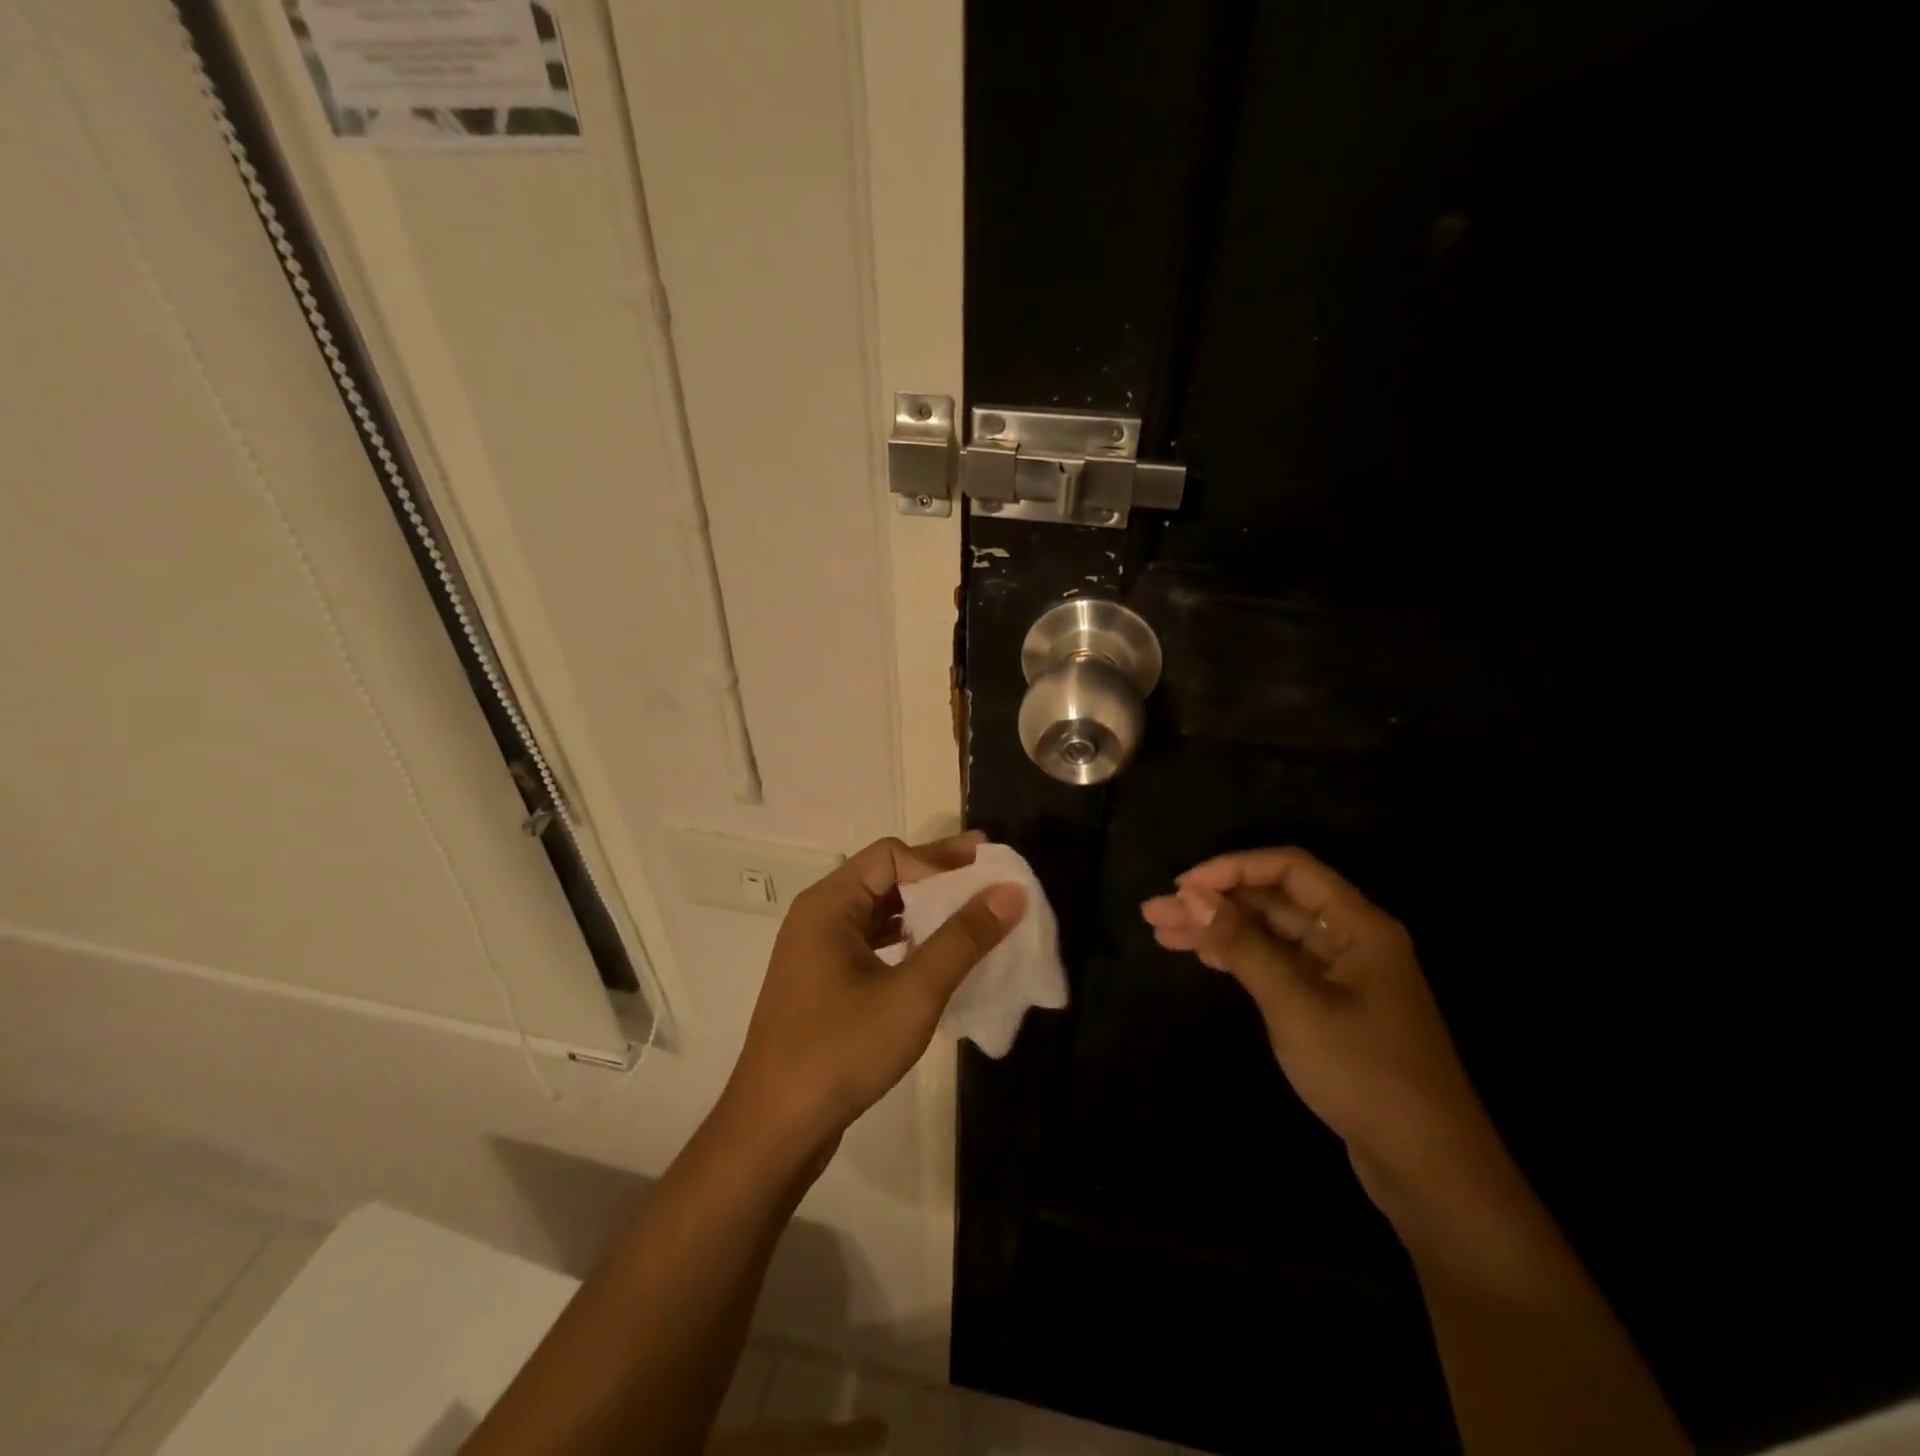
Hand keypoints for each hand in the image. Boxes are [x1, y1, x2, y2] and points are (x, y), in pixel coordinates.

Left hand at [723, 832, 1025, 1164]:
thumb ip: (963, 939)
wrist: (774, 1130)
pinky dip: (906, 941)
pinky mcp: (822, 982)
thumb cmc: (842, 1051)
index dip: (941, 860)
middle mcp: (818, 916)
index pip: (892, 856)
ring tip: (971, 917)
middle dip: (938, 880)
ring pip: (878, 912)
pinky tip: (935, 958)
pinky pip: (870, 943)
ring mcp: (816, 951)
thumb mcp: (913, 993)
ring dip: (924, 912)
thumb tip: (1010, 891)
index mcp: (829, 904)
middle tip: (989, 883)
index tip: (986, 874)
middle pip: (884, 878)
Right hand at [1142, 847, 1497, 1210]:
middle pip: (1273, 900)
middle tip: (1154, 912)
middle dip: (1214, 901)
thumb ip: (1243, 946)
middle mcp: (1349, 938)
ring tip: (1161, 932)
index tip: (1184, 888)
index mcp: (1357, 924)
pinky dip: (1238, 957)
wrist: (1429, 1169)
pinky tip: (1202, 957)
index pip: (1289, 868)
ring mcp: (1338, 974)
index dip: (1233, 868)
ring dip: (1218, 929)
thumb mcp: (1296, 1006)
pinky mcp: (1328, 1005)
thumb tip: (1191, 896)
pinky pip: (1276, 963)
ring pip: (1269, 932)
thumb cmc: (1366, 1075)